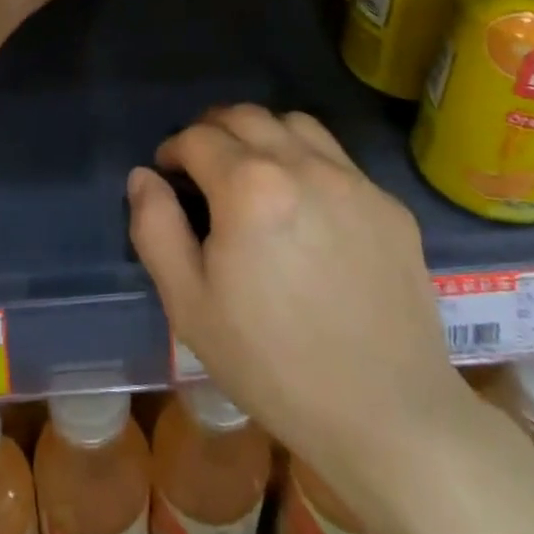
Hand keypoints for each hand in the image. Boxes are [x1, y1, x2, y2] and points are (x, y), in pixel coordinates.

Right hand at [128, 105, 474, 491]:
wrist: (388, 416)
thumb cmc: (272, 364)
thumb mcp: (189, 305)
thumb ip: (156, 228)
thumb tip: (144, 176)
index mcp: (249, 186)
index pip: (197, 137)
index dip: (173, 150)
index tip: (168, 173)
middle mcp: (303, 165)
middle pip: (246, 116)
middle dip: (213, 130)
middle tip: (202, 165)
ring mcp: (354, 181)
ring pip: (296, 124)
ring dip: (262, 134)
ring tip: (253, 172)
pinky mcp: (389, 205)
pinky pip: (338, 159)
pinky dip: (308, 161)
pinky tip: (306, 207)